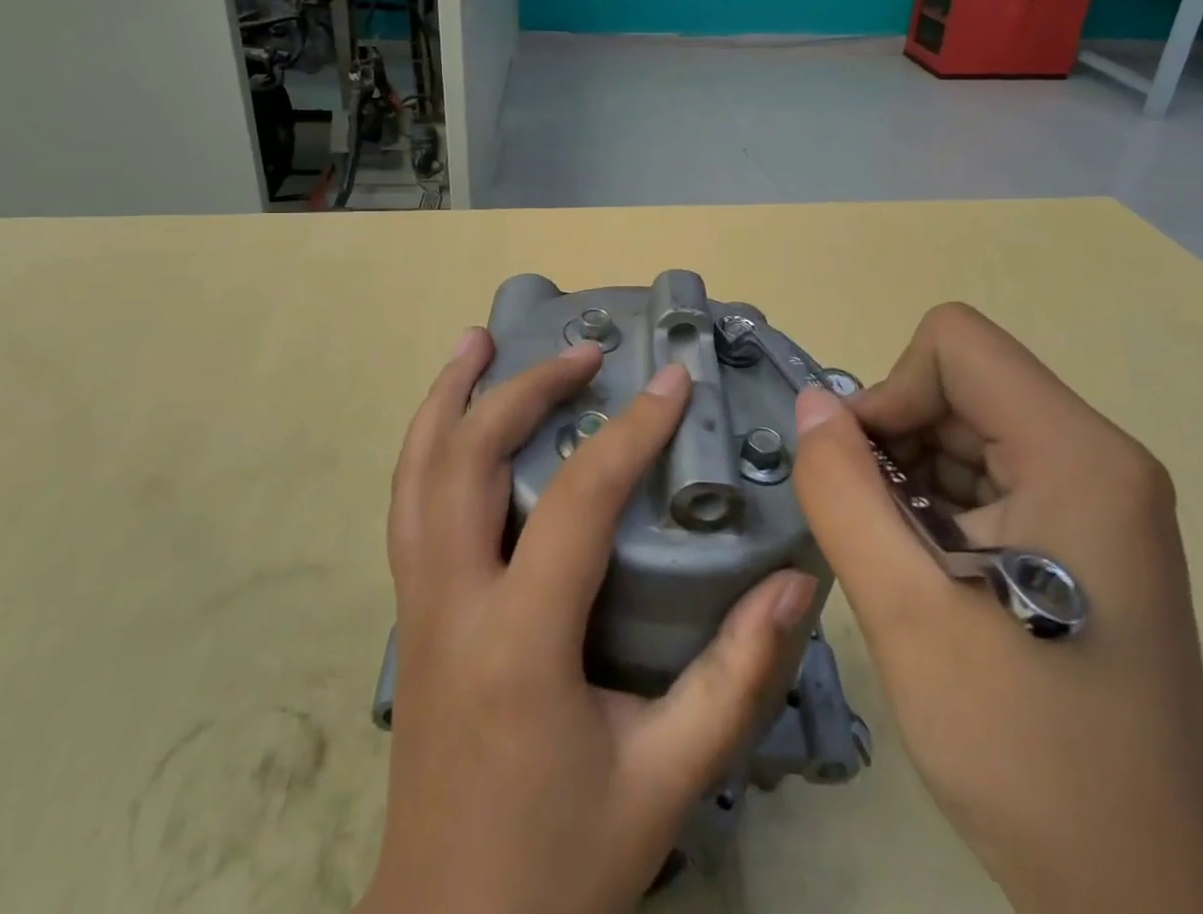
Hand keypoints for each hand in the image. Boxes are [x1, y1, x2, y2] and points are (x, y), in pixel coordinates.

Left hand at [360, 330, 817, 913]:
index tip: (673, 378)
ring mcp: (414, 606)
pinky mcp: (408, 615)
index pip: (577, 501)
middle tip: (581, 351)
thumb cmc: (560, 863)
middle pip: (467, 459)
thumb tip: (795, 583)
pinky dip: (427, 444)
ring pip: (415, 473)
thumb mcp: (665, 782)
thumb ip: (735, 679)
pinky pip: (407, 505)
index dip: (631, 430)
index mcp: (517, 642)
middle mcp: (450, 604)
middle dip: (524, 388)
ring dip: (447, 398)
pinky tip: (451, 421)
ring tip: (478, 341)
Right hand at [792, 304, 1202, 913]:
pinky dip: (937, 504)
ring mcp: (1098, 494)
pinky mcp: (1085, 531)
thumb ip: (843, 489)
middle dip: (896, 441)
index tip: (866, 478)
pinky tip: (933, 576)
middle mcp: (1100, 456)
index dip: (891, 393)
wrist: (1132, 886)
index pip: (955, 345)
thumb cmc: (1022, 747)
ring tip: (905, 565)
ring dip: (911, 477)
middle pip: (961, 384)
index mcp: (1079, 455)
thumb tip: (813, 404)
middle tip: (877, 533)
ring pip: (966, 426)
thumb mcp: (905, 610)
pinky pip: (986, 472)